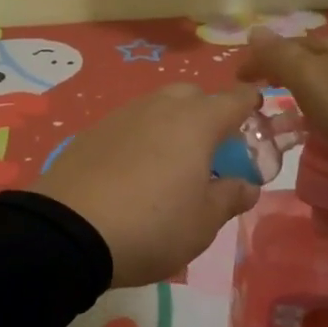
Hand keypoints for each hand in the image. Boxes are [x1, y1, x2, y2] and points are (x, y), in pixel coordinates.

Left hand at [30, 83, 261, 287]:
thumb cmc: (152, 225)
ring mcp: (122, 116)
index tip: (258, 117)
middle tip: (211, 150)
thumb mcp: (203, 223)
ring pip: (157, 107)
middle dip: (207, 113)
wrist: (69, 230)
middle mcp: (159, 107)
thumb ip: (230, 197)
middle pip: (192, 95)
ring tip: (171, 163)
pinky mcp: (92, 131)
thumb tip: (246, 185)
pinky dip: (140, 138)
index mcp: (196, 122)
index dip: (251, 105)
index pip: (235, 99)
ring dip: (171, 124)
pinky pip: (128, 125)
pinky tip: (133, 171)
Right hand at [238, 27, 327, 169]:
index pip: (283, 47)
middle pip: (312, 58)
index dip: (259, 63)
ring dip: (318, 87)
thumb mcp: (312, 83)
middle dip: (288, 72)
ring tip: (310, 113)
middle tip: (272, 97)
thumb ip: (281, 58)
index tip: (240, 81)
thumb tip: (254, 30)